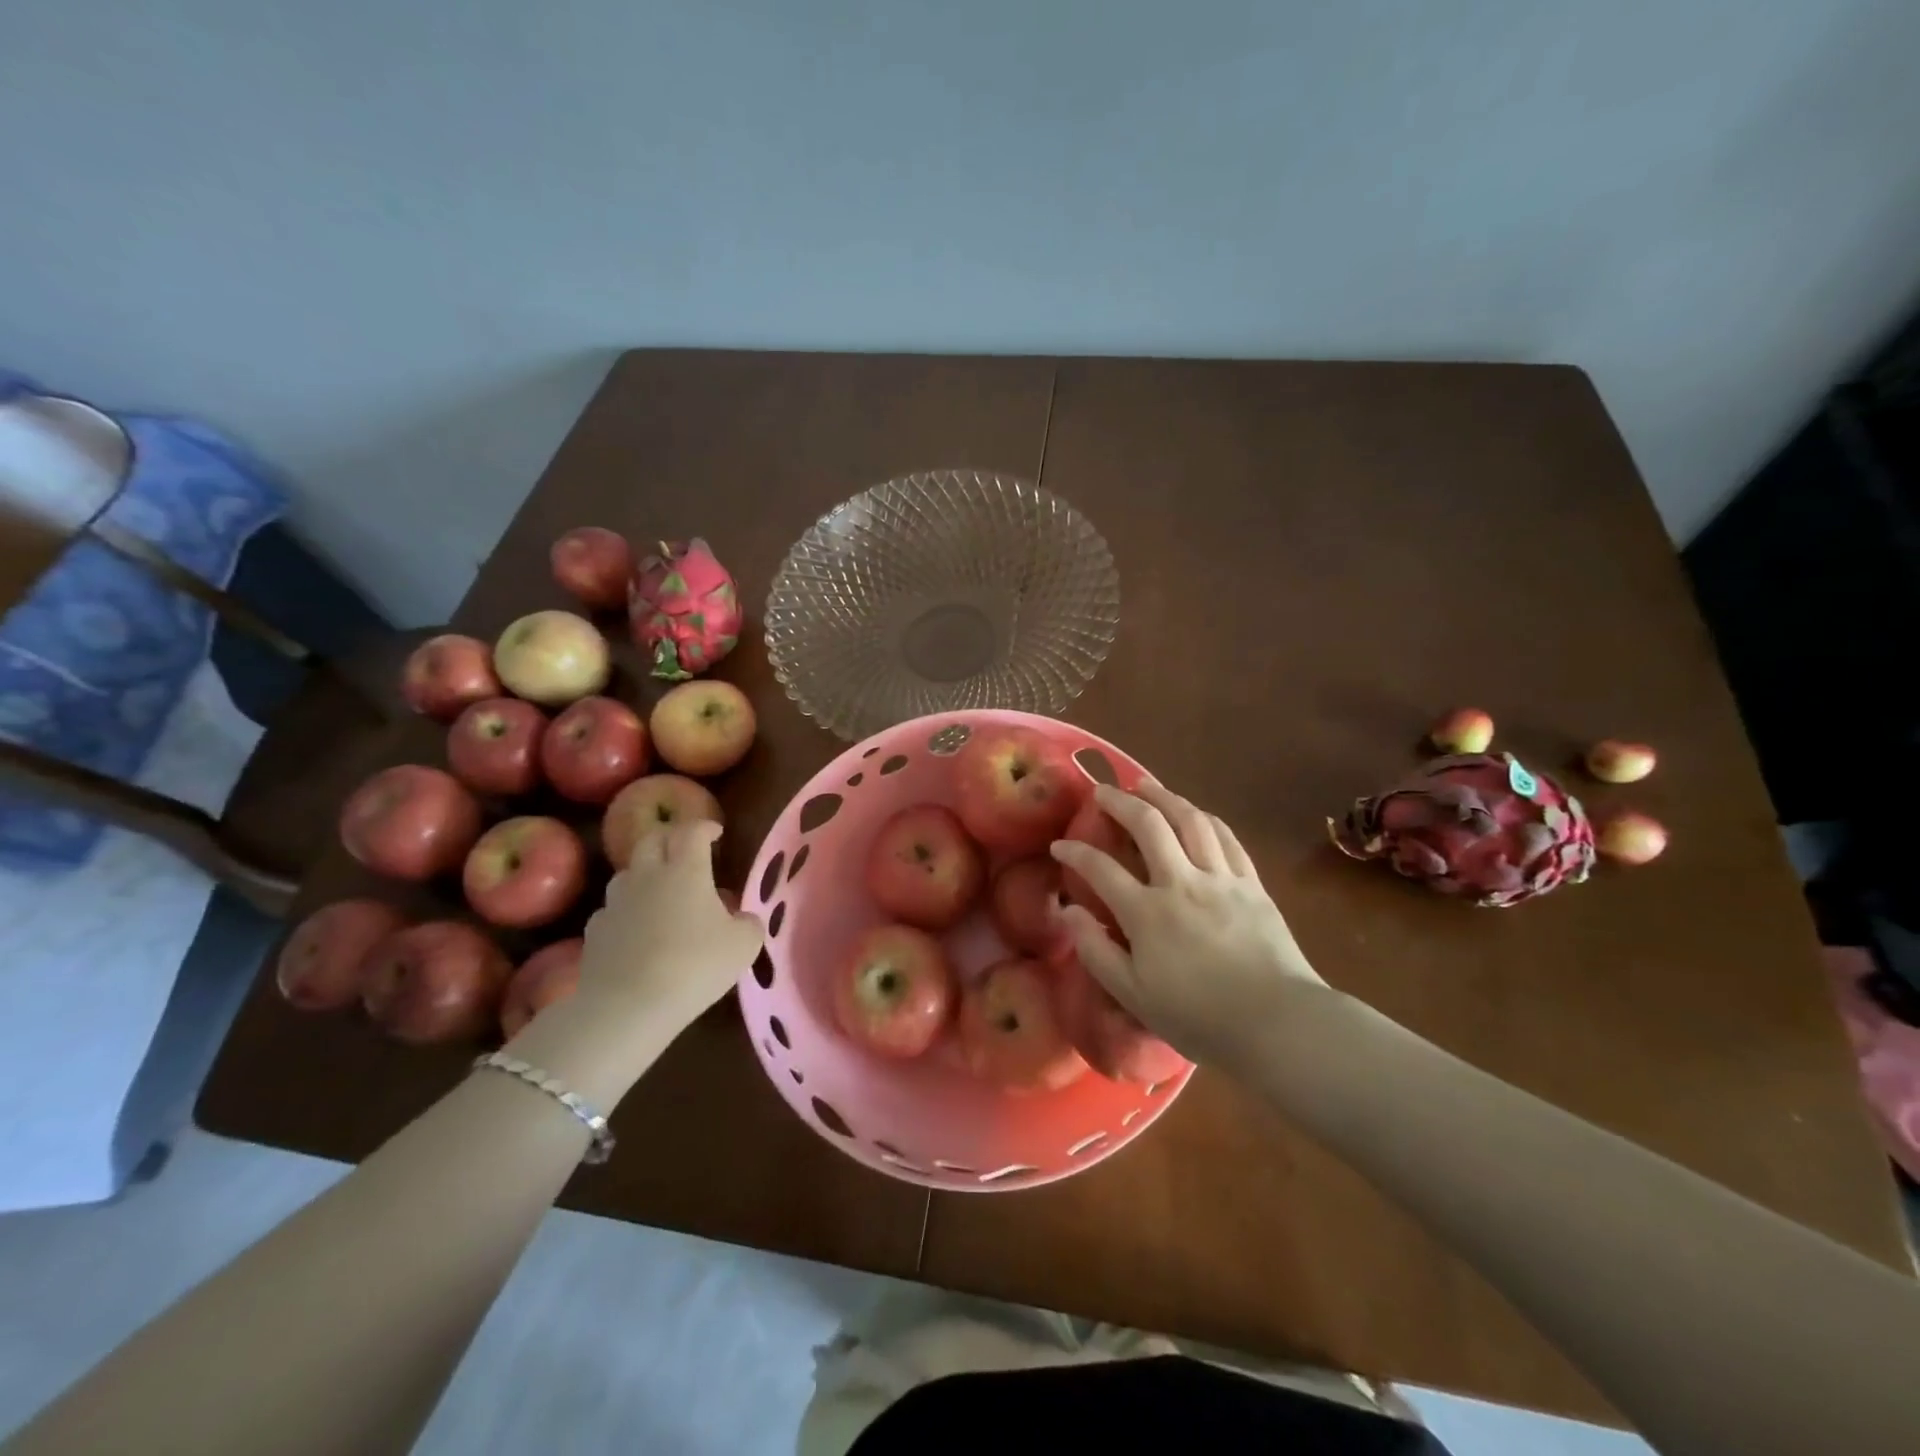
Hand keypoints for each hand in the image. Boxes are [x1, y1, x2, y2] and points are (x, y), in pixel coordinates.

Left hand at [576, 820, 762, 1033]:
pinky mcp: (594, 932)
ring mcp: (615, 903)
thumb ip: (748, 924)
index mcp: (686, 870)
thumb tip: (743, 918)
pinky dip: (626, 911)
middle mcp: (647, 876)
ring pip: (628, 873)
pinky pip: (612, 910)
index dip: (704, 826)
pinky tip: (635, 929)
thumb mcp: (743, 946)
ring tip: (660, 890)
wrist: (627, 1007)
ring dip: (645, 873)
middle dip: (670, 838)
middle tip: (686, 850)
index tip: (716, 832)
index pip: (692, 831)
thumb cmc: (695, 966)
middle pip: (652, 840)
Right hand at [1049, 782, 1326, 1070]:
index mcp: (1147, 913)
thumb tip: (1068, 911)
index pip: (1101, 869)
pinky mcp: (1251, 883)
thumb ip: (1096, 950)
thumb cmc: (1199, 1017)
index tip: (1059, 845)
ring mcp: (1221, 878)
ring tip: (1146, 785)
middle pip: (1148, 825)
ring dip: (1164, 796)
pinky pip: (1226, 838)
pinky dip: (1205, 818)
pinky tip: (1195, 813)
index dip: (1075, 852)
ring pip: (1190, 820)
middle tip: (1103, 792)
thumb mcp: (1134, 995)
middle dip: (1120, 802)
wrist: (1279, 1023)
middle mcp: (1181, 882)